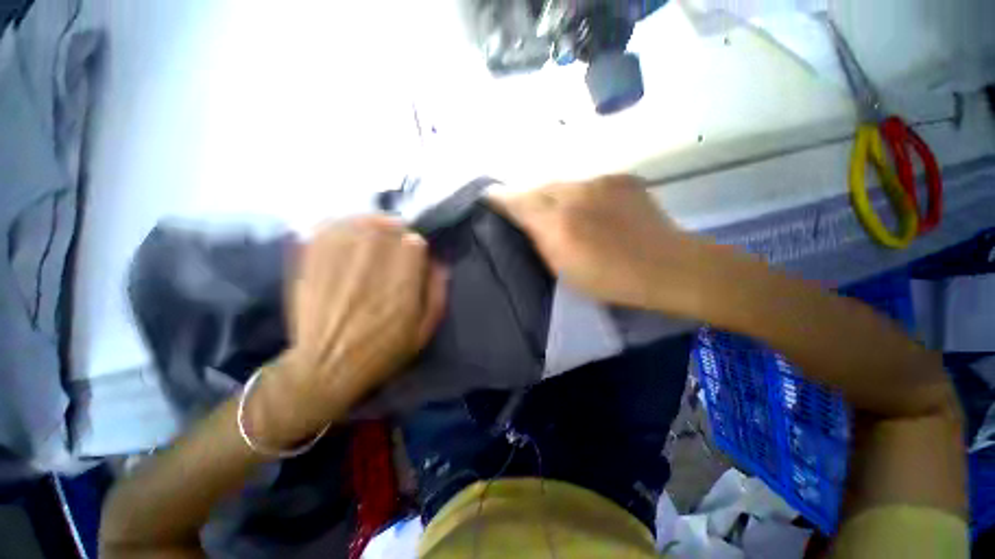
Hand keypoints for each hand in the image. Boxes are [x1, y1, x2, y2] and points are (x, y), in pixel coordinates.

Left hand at [247, 217, 446, 448]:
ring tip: (374, 230)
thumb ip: (436, 294)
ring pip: (358, 223)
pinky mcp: (311, 265)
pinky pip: (326, 230)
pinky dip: (339, 224)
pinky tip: (346, 230)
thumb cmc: (381, 352)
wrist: (325, 368)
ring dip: (370, 222)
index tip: (414, 254)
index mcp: (400, 287)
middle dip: (396, 229)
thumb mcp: (423, 332)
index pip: (413, 243)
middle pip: (387, 227)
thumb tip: (440, 263)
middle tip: (395, 238)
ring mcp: (337, 264)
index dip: (416, 245)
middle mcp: (370, 269)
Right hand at [492, 175, 714, 313]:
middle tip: (524, 212)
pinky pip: (586, 183)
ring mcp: (599, 181)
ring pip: (561, 183)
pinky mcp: (619, 177)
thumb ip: (540, 241)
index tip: (488, 200)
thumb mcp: (563, 270)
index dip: (499, 199)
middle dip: (527, 198)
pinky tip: (587, 210)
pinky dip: (578, 195)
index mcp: (558, 224)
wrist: (667, 266)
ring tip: (558, 213)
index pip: (517, 201)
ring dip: (553, 196)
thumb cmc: (610, 280)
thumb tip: (525, 222)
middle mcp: (574, 194)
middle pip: (537, 188)